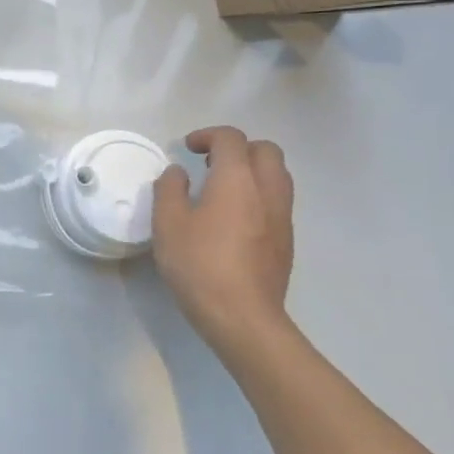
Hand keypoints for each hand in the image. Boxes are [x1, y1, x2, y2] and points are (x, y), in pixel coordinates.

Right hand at [152, 127, 297, 364]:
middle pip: (266, 150)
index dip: (208, 135)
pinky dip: (259, 195)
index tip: (188, 149)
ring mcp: (282, 217)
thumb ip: (169, 189)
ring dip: (252, 170)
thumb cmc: (199, 265)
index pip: (231, 139)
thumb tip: (178, 173)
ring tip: (223, 189)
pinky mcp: (286, 241)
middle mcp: (267, 190)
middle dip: (238, 148)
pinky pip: (277, 201)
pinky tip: (235, 219)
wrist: (243, 317)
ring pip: (277, 175)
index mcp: (237, 179)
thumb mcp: (168, 224)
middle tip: (210, 164)